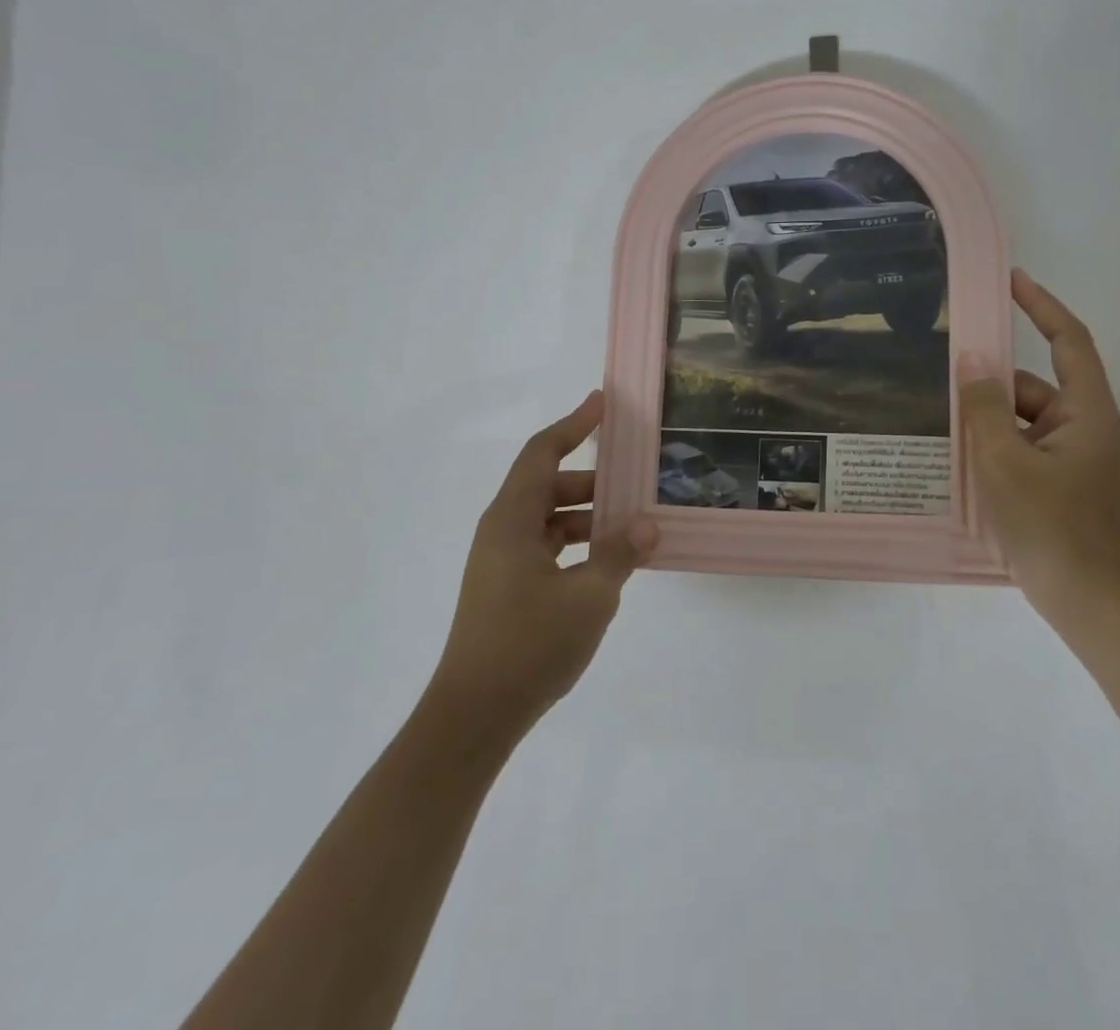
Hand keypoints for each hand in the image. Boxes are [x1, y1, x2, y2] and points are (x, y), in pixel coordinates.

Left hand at [431, 391, 656, 735]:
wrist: (473, 717)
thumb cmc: (529, 645)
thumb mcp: (590, 596)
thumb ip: (620, 553)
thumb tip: (646, 524)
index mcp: (511, 520)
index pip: (543, 453)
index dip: (573, 424)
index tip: (603, 402)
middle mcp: (501, 532)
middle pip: (549, 484)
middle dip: (593, 479)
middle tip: (636, 479)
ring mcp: (501, 562)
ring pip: (549, 518)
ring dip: (588, 515)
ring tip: (632, 524)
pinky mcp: (506, 589)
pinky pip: (547, 547)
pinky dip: (577, 543)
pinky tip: (609, 562)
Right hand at [958, 270, 1119, 606]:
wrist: (1085, 598)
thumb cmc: (1050, 524)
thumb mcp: (1006, 461)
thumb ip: (985, 408)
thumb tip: (973, 363)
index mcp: (1085, 411)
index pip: (1068, 340)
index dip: (1042, 305)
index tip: (1011, 280)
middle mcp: (1081, 425)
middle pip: (1033, 384)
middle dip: (991, 379)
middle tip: (942, 368)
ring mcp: (1068, 456)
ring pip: (1020, 418)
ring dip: (986, 417)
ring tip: (937, 414)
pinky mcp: (1054, 480)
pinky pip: (1018, 445)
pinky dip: (991, 444)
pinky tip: (954, 453)